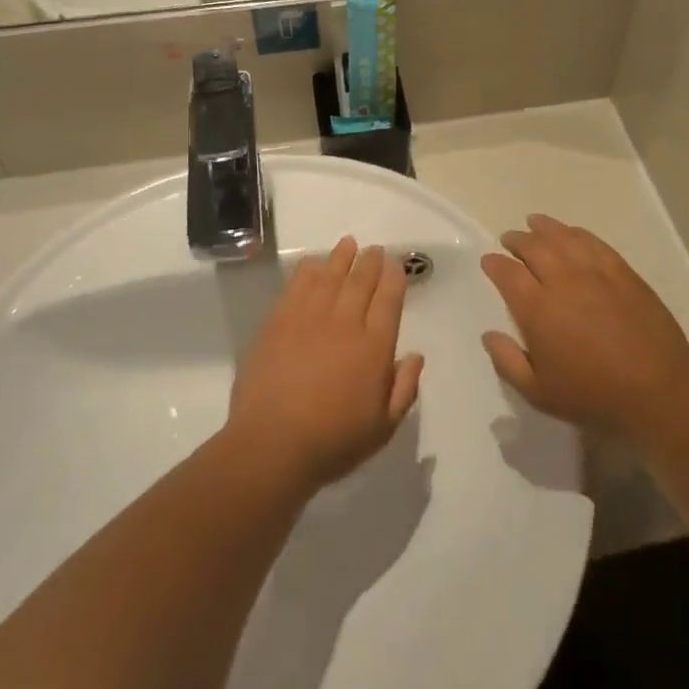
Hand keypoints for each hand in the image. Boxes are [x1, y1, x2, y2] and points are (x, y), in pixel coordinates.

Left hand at [227, 238, 424, 490]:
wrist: (272, 444)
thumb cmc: (333, 441)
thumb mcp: (383, 428)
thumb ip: (404, 389)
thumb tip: (416, 355)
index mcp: (374, 347)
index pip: (389, 300)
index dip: (394, 278)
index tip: (396, 265)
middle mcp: (345, 323)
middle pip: (361, 280)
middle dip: (371, 261)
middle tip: (375, 250)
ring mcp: (309, 318)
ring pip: (330, 275)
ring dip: (341, 257)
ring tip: (348, 244)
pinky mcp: (279, 321)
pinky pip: (298, 284)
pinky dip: (309, 270)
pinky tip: (313, 263)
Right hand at [481, 215, 688, 442]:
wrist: (658, 393)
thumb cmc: (594, 397)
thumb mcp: (539, 393)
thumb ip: (507, 362)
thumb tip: (488, 334)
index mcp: (538, 309)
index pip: (508, 273)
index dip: (494, 263)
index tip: (488, 260)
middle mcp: (563, 281)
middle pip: (534, 247)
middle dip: (517, 240)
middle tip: (510, 240)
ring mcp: (595, 273)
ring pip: (563, 237)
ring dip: (544, 228)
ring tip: (534, 223)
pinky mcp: (623, 273)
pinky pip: (594, 242)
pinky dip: (577, 233)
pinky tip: (572, 233)